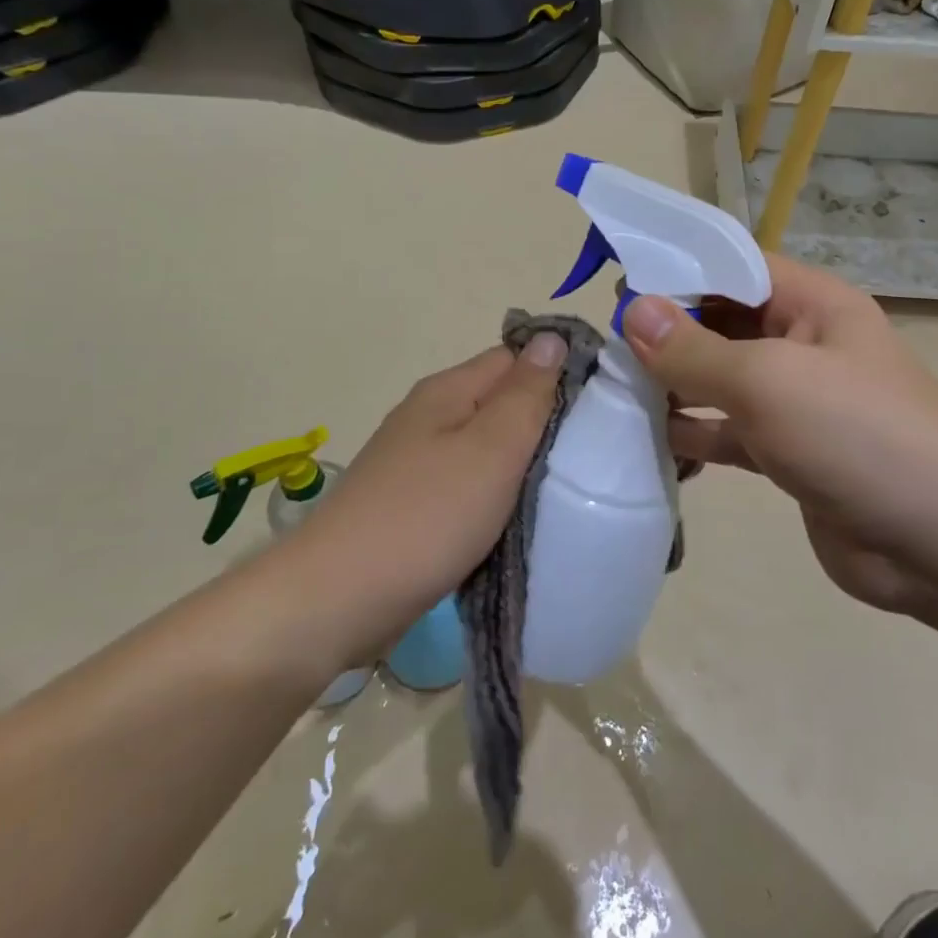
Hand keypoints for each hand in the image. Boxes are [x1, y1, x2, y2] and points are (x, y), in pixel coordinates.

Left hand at [291, 335, 566, 655]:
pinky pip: (468, 486)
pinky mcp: (412, 506)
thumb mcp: (491, 449)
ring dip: (520, 465)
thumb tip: (550, 338)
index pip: (515, 358)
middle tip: (590, 456)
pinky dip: (495, 498)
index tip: (600, 409)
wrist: (337, 600)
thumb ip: (526, 394)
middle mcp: (429, 417)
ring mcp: (416, 463)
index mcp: (447, 392)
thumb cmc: (426, 516)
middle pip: (500, 403)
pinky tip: (516, 521)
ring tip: (563, 489)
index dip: (557, 374)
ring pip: (485, 449)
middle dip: (543, 424)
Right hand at [623, 255, 937, 621]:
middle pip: (723, 324)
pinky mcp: (788, 455)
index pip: (735, 267)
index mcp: (812, 305)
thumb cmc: (857, 433)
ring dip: (674, 386)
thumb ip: (695, 349)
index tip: (617, 285)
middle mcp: (803, 345)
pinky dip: (694, 435)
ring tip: (615, 392)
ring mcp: (796, 403)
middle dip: (669, 333)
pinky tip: (650, 442)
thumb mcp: (768, 380)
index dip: (678, 271)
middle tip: (606, 345)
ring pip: (721, 381)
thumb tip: (633, 310)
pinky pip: (729, 432)